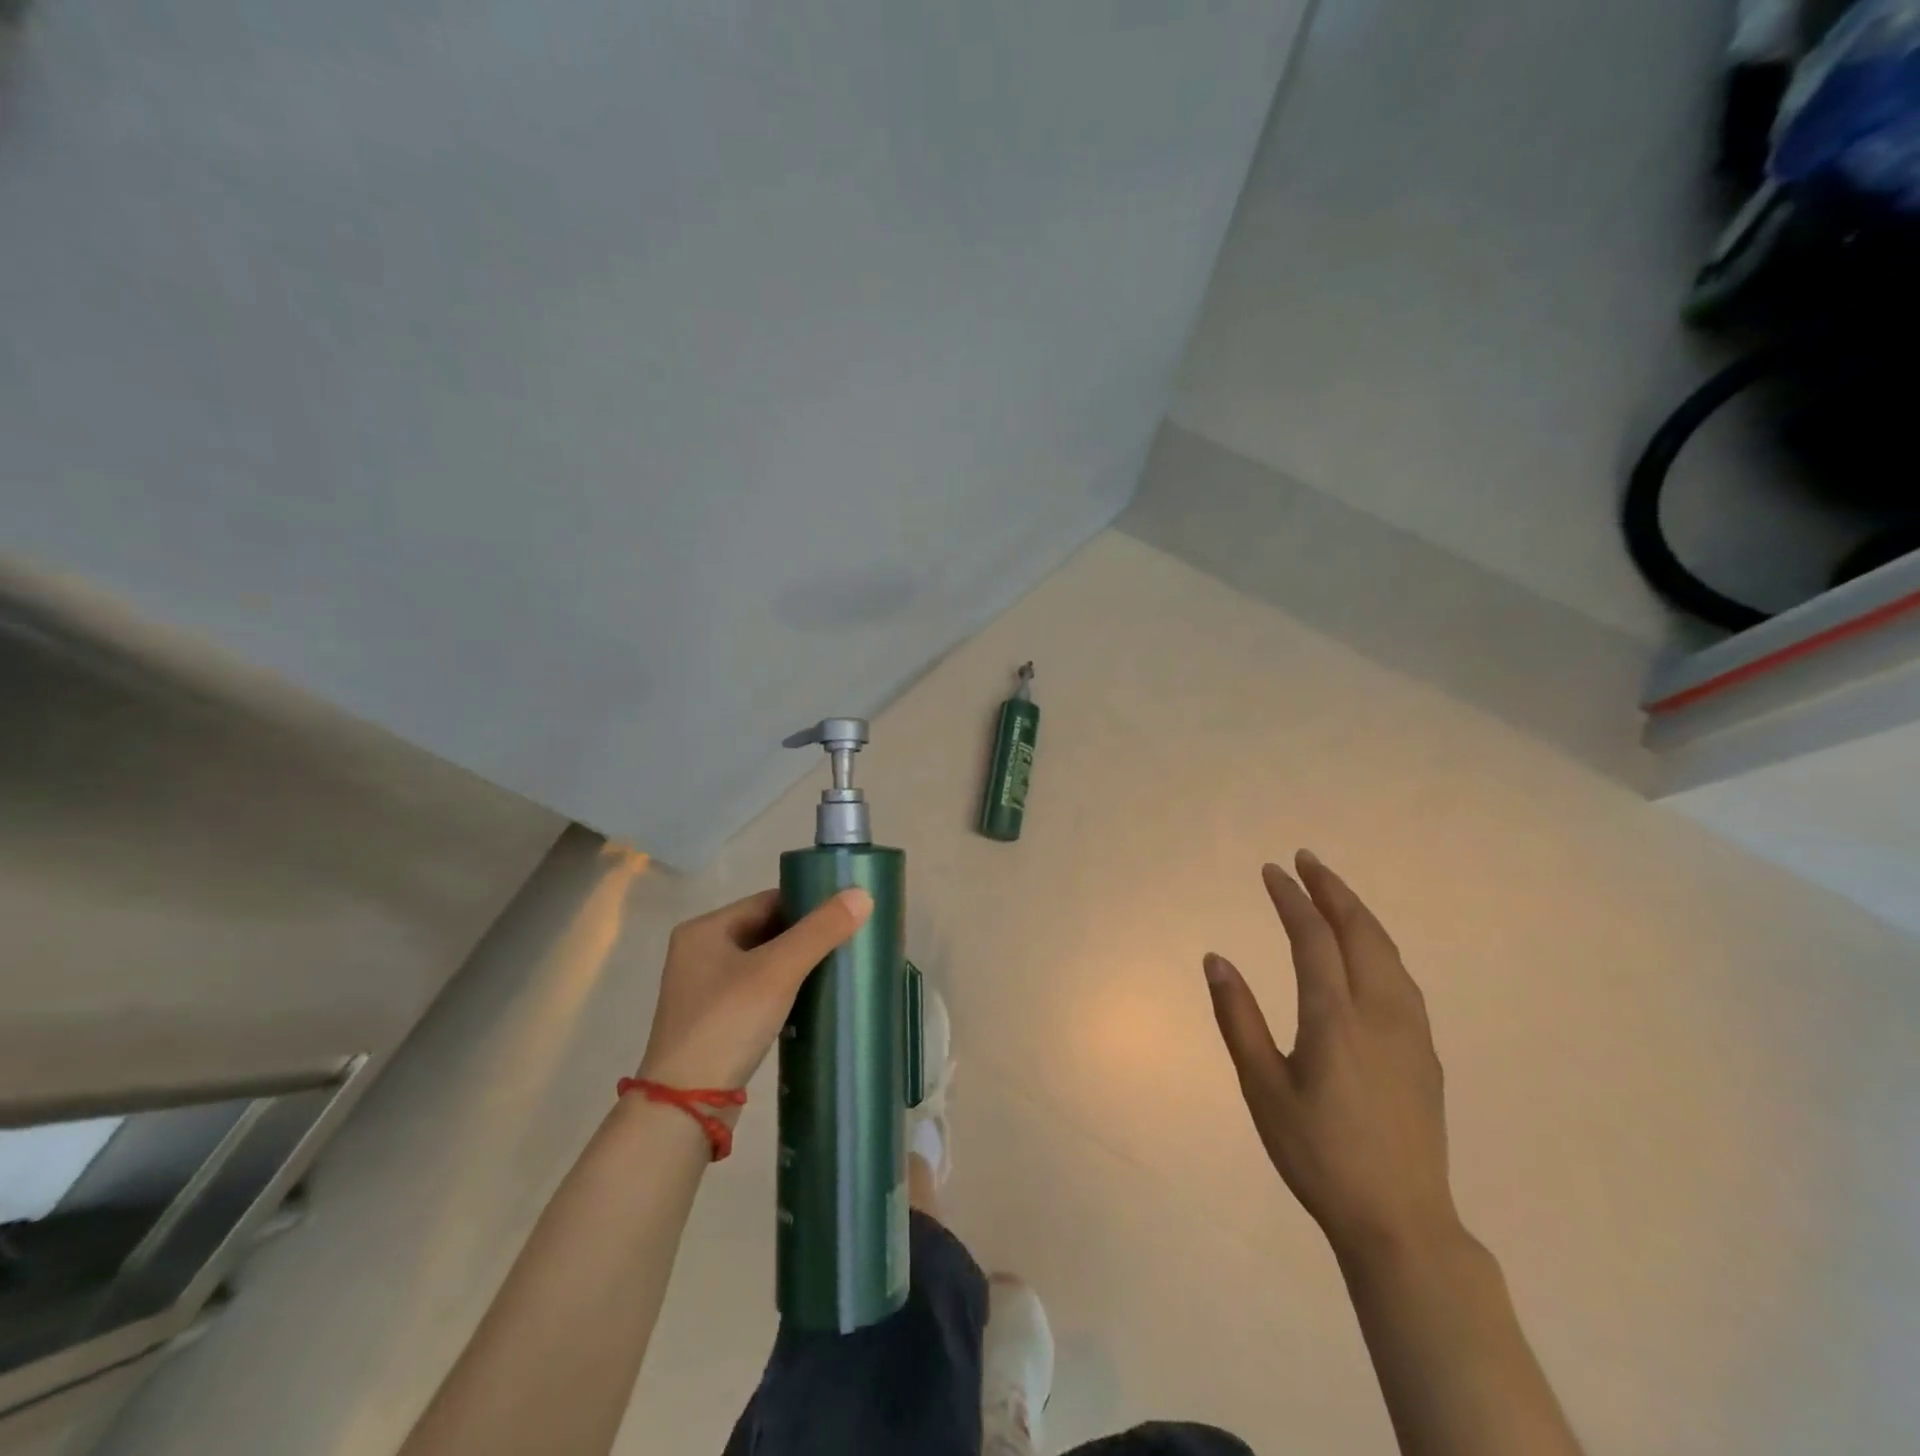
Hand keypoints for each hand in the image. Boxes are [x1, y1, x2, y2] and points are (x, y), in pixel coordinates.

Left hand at [637, 886, 872, 1090]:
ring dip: (797, 964)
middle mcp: (699, 952)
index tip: (846, 913)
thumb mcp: (778, 971)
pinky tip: (812, 1000)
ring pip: (763, 963)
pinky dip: (784, 990)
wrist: (685, 1107)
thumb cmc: (727, 1023)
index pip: (768, 901)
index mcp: (705, 929)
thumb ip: (820, 931)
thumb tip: (863, 894)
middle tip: (849, 940)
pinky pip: (758, 991)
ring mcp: (705, 989)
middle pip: (766, 930)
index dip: (808, 904)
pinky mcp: (714, 1021)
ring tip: (838, 967)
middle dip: (806, 936)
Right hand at [1204, 851, 1457, 1261]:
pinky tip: (1368, 950)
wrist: (1401, 1221)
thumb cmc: (1317, 1154)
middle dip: (1332, 889)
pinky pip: (1402, 977)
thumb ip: (1238, 1018)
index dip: (1292, 899)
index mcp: (1335, 1019)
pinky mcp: (1426, 1052)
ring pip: (1388, 952)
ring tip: (1333, 891)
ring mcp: (1410, 1032)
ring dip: (1359, 913)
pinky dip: (1379, 945)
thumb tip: (1216, 958)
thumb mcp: (1262, 1088)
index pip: (1313, 938)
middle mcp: (1379, 1012)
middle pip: (1360, 932)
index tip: (1272, 870)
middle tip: (1306, 860)